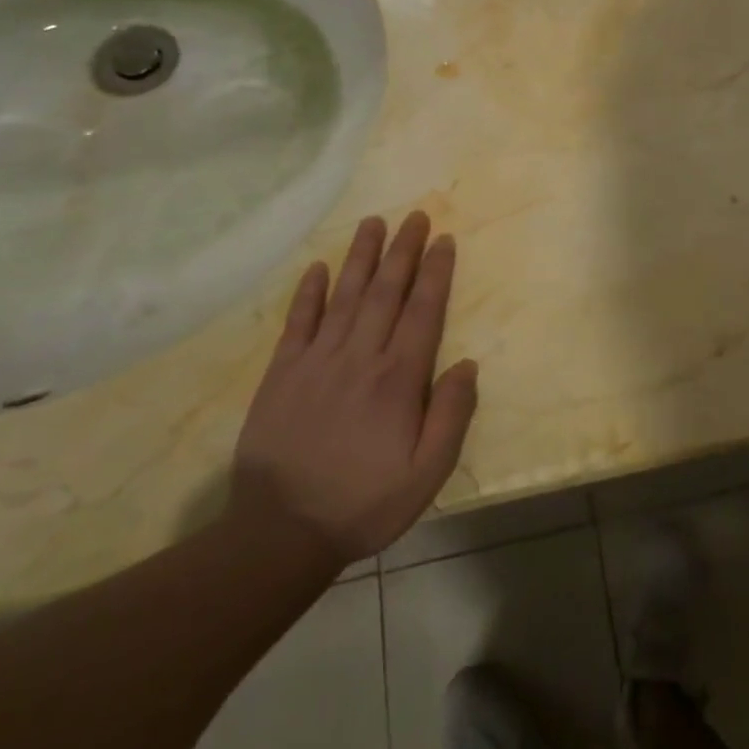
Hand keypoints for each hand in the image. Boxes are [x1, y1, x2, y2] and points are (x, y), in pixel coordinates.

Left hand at [231, 212, 478, 568]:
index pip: (423, 310)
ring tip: (373, 223)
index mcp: (398, 378)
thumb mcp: (427, 474)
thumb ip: (452, 416)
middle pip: (386, 292)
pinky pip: (298, 322)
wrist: (280, 533)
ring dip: (361, 257)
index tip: (443, 239)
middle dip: (403, 250)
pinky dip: (309, 292)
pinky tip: (318, 268)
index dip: (435, 272)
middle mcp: (360, 357)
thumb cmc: (364, 503)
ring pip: (345, 296)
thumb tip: (468, 364)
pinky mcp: (282, 374)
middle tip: (414, 215)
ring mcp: (317, 362)